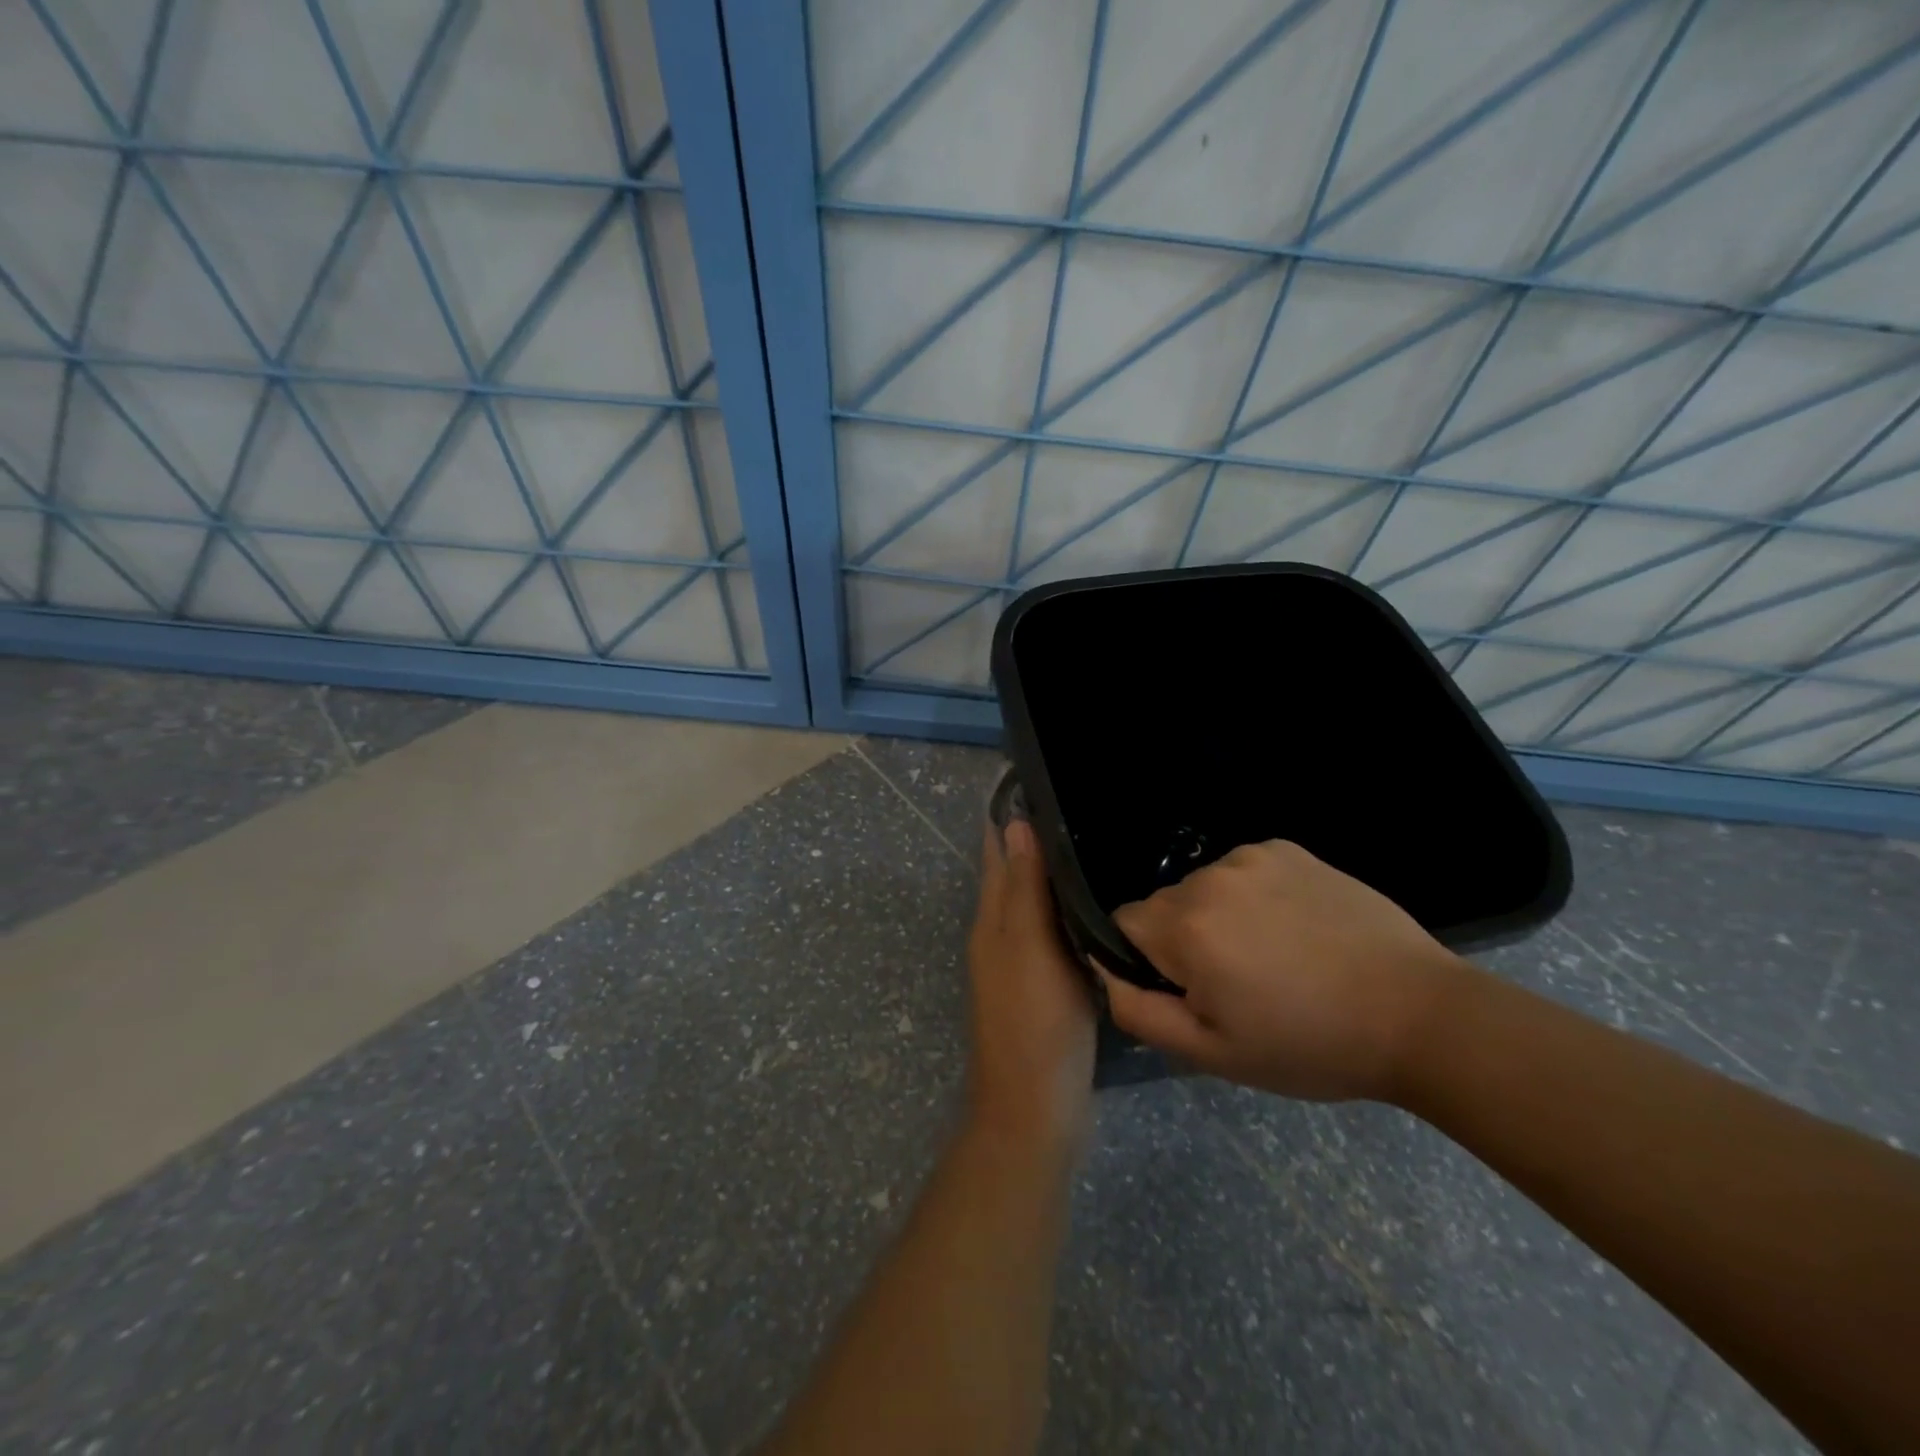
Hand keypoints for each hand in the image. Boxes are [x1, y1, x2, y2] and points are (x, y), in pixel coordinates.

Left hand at [966, 818, 1096, 1145]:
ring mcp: (1022, 964)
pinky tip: (1101, 906)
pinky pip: (1054, 933)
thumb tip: (1014, 823)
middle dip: (1035, 839)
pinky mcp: (1045, 987)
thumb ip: (1022, 889)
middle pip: (1014, 875)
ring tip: (1097, 844)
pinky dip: (1069, 911)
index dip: (1011, 817)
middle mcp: (1001, 936)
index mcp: (992, 921)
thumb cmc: (1034, 1022)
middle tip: (1082, 805)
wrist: (1035, 1109)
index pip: (997, 852)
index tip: (1040, 779)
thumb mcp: (1029, 948)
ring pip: (1035, 904)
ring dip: (1054, 874)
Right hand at [1097, 840, 1464, 1101]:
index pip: (1121, 924)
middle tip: (1237, 984)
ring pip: (1203, 888)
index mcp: (1185, 927)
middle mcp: (1209, 878)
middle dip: (1182, 941)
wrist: (1418, 1015)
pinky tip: (1295, 928)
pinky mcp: (1287, 848)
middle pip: (1164, 906)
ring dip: (1217, 917)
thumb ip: (1138, 1011)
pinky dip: (1253, 896)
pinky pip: (1243, 870)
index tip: (1188, 991)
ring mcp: (1251, 857)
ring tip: (1273, 956)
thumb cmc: (1309, 1044)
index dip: (1144, 962)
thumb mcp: (1213, 1053)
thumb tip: (1103, 971)